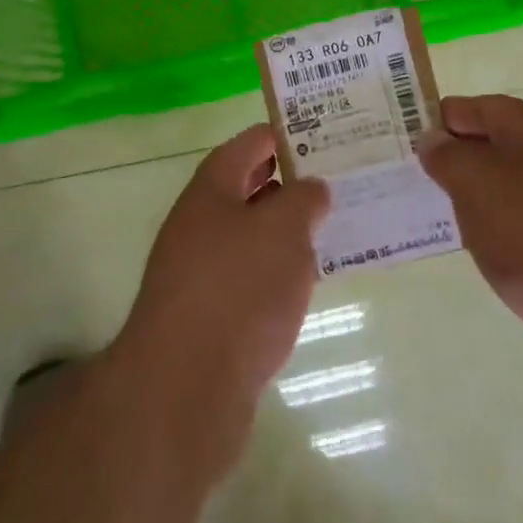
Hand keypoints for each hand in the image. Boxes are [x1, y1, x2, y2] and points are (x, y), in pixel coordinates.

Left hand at [115, 124, 329, 465]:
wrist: (183, 389)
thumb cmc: (238, 289)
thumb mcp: (283, 230)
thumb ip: (304, 199)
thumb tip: (312, 188)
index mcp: (212, 189)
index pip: (250, 143)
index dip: (286, 133)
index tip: (327, 135)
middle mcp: (200, 222)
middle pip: (249, 187)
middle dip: (291, 182)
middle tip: (339, 180)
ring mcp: (199, 270)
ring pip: (251, 235)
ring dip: (286, 230)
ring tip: (333, 227)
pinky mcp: (208, 315)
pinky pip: (249, 277)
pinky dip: (277, 272)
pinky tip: (307, 283)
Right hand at [419, 95, 522, 387]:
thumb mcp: (478, 189)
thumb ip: (449, 158)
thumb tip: (432, 139)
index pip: (475, 107)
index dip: (439, 120)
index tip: (406, 146)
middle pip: (495, 144)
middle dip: (457, 161)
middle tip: (418, 184)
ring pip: (512, 185)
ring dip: (479, 198)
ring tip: (447, 221)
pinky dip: (506, 229)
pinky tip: (492, 254)